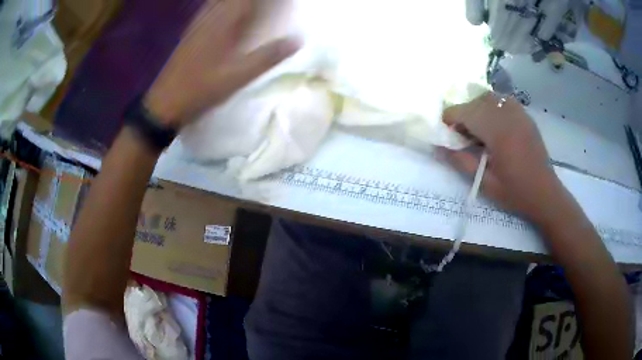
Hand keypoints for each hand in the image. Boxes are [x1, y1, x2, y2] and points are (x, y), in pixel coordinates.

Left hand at [145, 0, 299, 128]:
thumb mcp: (239, 76)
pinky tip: (225, 9)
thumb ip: (268, 56)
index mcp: (224, 23)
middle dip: (251, 0)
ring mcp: (198, 24)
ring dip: (236, 1)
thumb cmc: (202, 89)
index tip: (280, 1)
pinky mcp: (191, 32)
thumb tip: (298, 40)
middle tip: (266, 4)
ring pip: (218, 1)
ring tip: (251, 5)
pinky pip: (209, 8)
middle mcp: (210, 17)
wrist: (166, 102)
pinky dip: (220, 4)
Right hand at [441, 92, 571, 224]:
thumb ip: (461, 162)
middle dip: (464, 113)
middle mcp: (508, 117)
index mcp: (498, 134)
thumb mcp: (485, 183)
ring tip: (479, 128)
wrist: (545, 193)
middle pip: (476, 101)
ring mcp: (519, 114)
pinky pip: (504, 100)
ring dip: (478, 108)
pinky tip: (495, 124)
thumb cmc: (515, 192)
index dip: (451, 118)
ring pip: (490, 97)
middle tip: (463, 135)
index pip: (466, 112)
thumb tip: (439, 147)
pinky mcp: (525, 116)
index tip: (448, 133)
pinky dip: (493, 106)